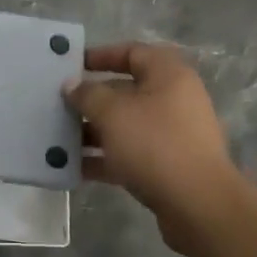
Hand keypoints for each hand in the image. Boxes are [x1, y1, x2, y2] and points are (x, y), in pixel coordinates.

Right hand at [64, 43, 242, 250]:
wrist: (198, 205)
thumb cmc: (155, 144)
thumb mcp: (113, 113)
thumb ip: (88, 95)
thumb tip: (72, 85)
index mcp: (168, 75)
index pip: (132, 52)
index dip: (101, 55)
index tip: (71, 66)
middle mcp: (174, 99)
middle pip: (126, 90)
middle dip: (91, 98)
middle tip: (58, 104)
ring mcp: (172, 134)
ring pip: (126, 125)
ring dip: (93, 130)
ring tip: (59, 138)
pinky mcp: (168, 166)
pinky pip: (130, 154)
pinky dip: (104, 158)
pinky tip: (73, 167)